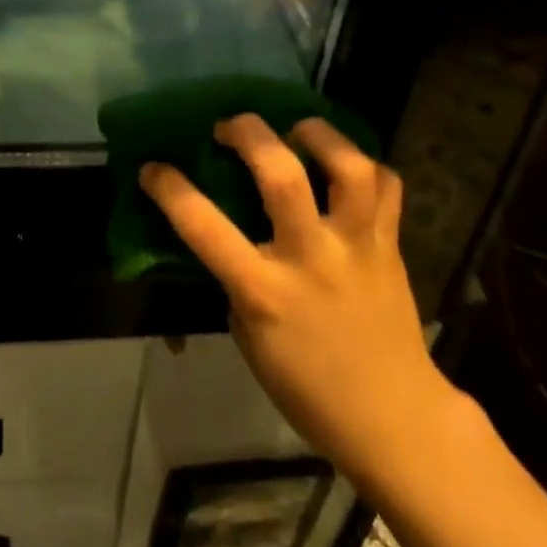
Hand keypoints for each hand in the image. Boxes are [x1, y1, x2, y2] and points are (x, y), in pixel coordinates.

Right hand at [141, 115, 450, 488]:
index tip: (153, 168)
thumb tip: (227, 231)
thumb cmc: (307, 387)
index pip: (205, 228)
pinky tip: (344, 167)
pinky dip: (367, 165)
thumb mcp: (251, 337)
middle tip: (231, 125)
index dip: (171, 189)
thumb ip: (238, 279)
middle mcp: (311, 258)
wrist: (393, 420)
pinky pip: (386, 185)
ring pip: (347, 167)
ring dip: (317, 134)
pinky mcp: (390, 243)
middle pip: (281, 174)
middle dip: (248, 132)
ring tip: (298, 129)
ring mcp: (356, 246)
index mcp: (265, 292)